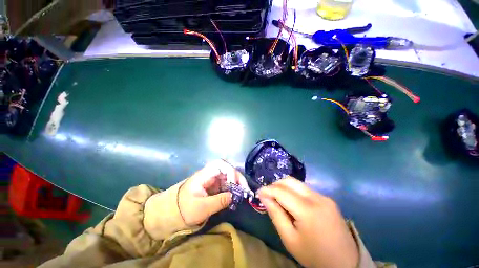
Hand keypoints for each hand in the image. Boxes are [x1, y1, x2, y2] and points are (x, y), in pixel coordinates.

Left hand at [178, 159, 249, 225]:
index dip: (230, 171)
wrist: (172, 212)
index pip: (220, 164)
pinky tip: (238, 195)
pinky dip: (234, 188)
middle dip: (237, 177)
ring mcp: (213, 179)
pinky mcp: (215, 186)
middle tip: (245, 189)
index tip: (234, 184)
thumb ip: (218, 201)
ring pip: (229, 176)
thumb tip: (234, 195)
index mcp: (204, 175)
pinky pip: (227, 184)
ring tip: (244, 193)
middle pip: (227, 169)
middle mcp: (210, 174)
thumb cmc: (183, 209)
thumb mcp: (201, 208)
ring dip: (238, 182)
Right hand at [257, 177, 358, 267]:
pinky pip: (305, 189)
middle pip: (290, 181)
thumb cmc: (314, 255)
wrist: (345, 263)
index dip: (267, 190)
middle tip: (267, 194)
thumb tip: (264, 197)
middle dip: (275, 184)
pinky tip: (292, 201)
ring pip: (297, 183)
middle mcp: (317, 197)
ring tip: (277, 197)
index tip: (258, 192)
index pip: (281, 191)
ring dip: (284, 187)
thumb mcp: (290, 239)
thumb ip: (275, 215)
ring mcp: (324, 197)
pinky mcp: (328, 199)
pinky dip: (294, 191)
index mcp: (308, 210)